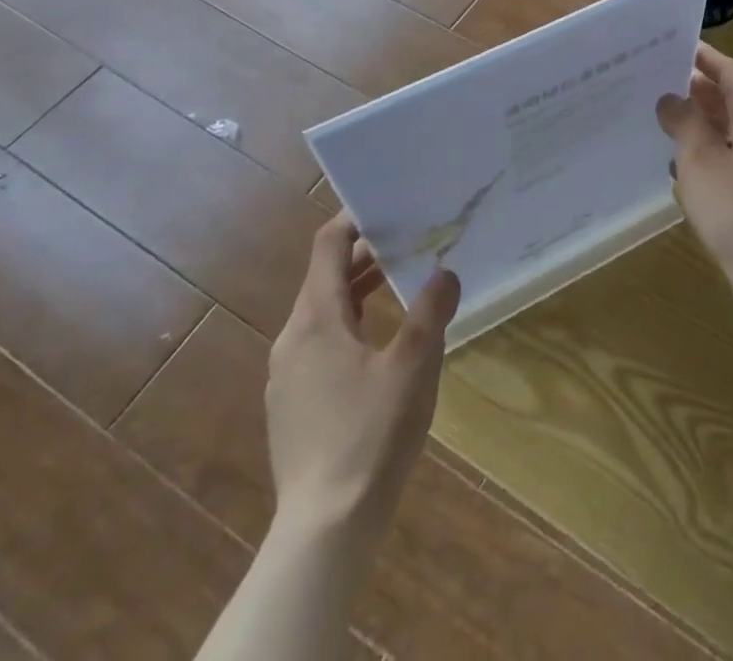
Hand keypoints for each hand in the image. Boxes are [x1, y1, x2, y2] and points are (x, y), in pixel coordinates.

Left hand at [265, 214, 459, 534]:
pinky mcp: (292, 404)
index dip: (355, 220)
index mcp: (316, 319)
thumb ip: (430, 310)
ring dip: (360, 292)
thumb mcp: (414, 364)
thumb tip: (445, 271)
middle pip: (325, 277)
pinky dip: (349, 325)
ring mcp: (287, 375)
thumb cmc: (371, 432)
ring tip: (401, 284)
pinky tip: (381, 345)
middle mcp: (293, 338)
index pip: (328, 246)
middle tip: (410, 242)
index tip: (389, 205)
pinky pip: (320, 344)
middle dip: (366, 256)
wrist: (326, 528)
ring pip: (323, 313)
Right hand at [656, 44, 732, 295]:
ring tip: (666, 121)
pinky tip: (685, 168)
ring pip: (732, 130)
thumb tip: (671, 98)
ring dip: (703, 123)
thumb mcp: (700, 158)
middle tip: (661, 83)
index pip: (732, 72)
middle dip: (700, 90)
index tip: (679, 47)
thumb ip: (684, 122)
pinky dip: (710, 153)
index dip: (707, 58)